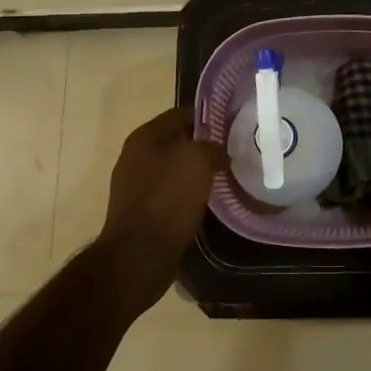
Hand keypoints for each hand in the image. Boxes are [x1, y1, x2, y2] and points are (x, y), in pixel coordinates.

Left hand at [96, 107, 225, 309]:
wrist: (139, 256)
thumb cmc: (167, 199)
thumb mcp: (197, 160)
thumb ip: (212, 147)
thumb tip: (220, 154)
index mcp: (144, 137)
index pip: (180, 114)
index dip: (208, 117)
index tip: (233, 125)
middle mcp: (136, 157)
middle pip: (178, 142)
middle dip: (205, 145)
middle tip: (233, 151)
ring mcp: (137, 186)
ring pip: (176, 169)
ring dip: (198, 172)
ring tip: (226, 176)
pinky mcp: (143, 212)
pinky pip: (172, 194)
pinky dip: (190, 194)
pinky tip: (209, 201)